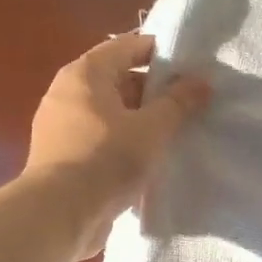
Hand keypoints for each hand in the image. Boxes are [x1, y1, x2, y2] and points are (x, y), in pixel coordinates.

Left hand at [24, 33, 209, 256]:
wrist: (60, 214)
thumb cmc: (107, 159)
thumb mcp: (152, 128)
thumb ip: (179, 102)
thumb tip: (202, 81)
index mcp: (85, 74)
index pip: (127, 46)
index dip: (160, 52)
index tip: (191, 67)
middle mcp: (68, 93)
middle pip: (118, 79)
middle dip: (154, 90)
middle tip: (189, 103)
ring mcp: (62, 127)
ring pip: (111, 113)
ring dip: (141, 120)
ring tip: (175, 133)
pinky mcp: (64, 158)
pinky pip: (101, 139)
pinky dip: (124, 143)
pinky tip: (149, 160)